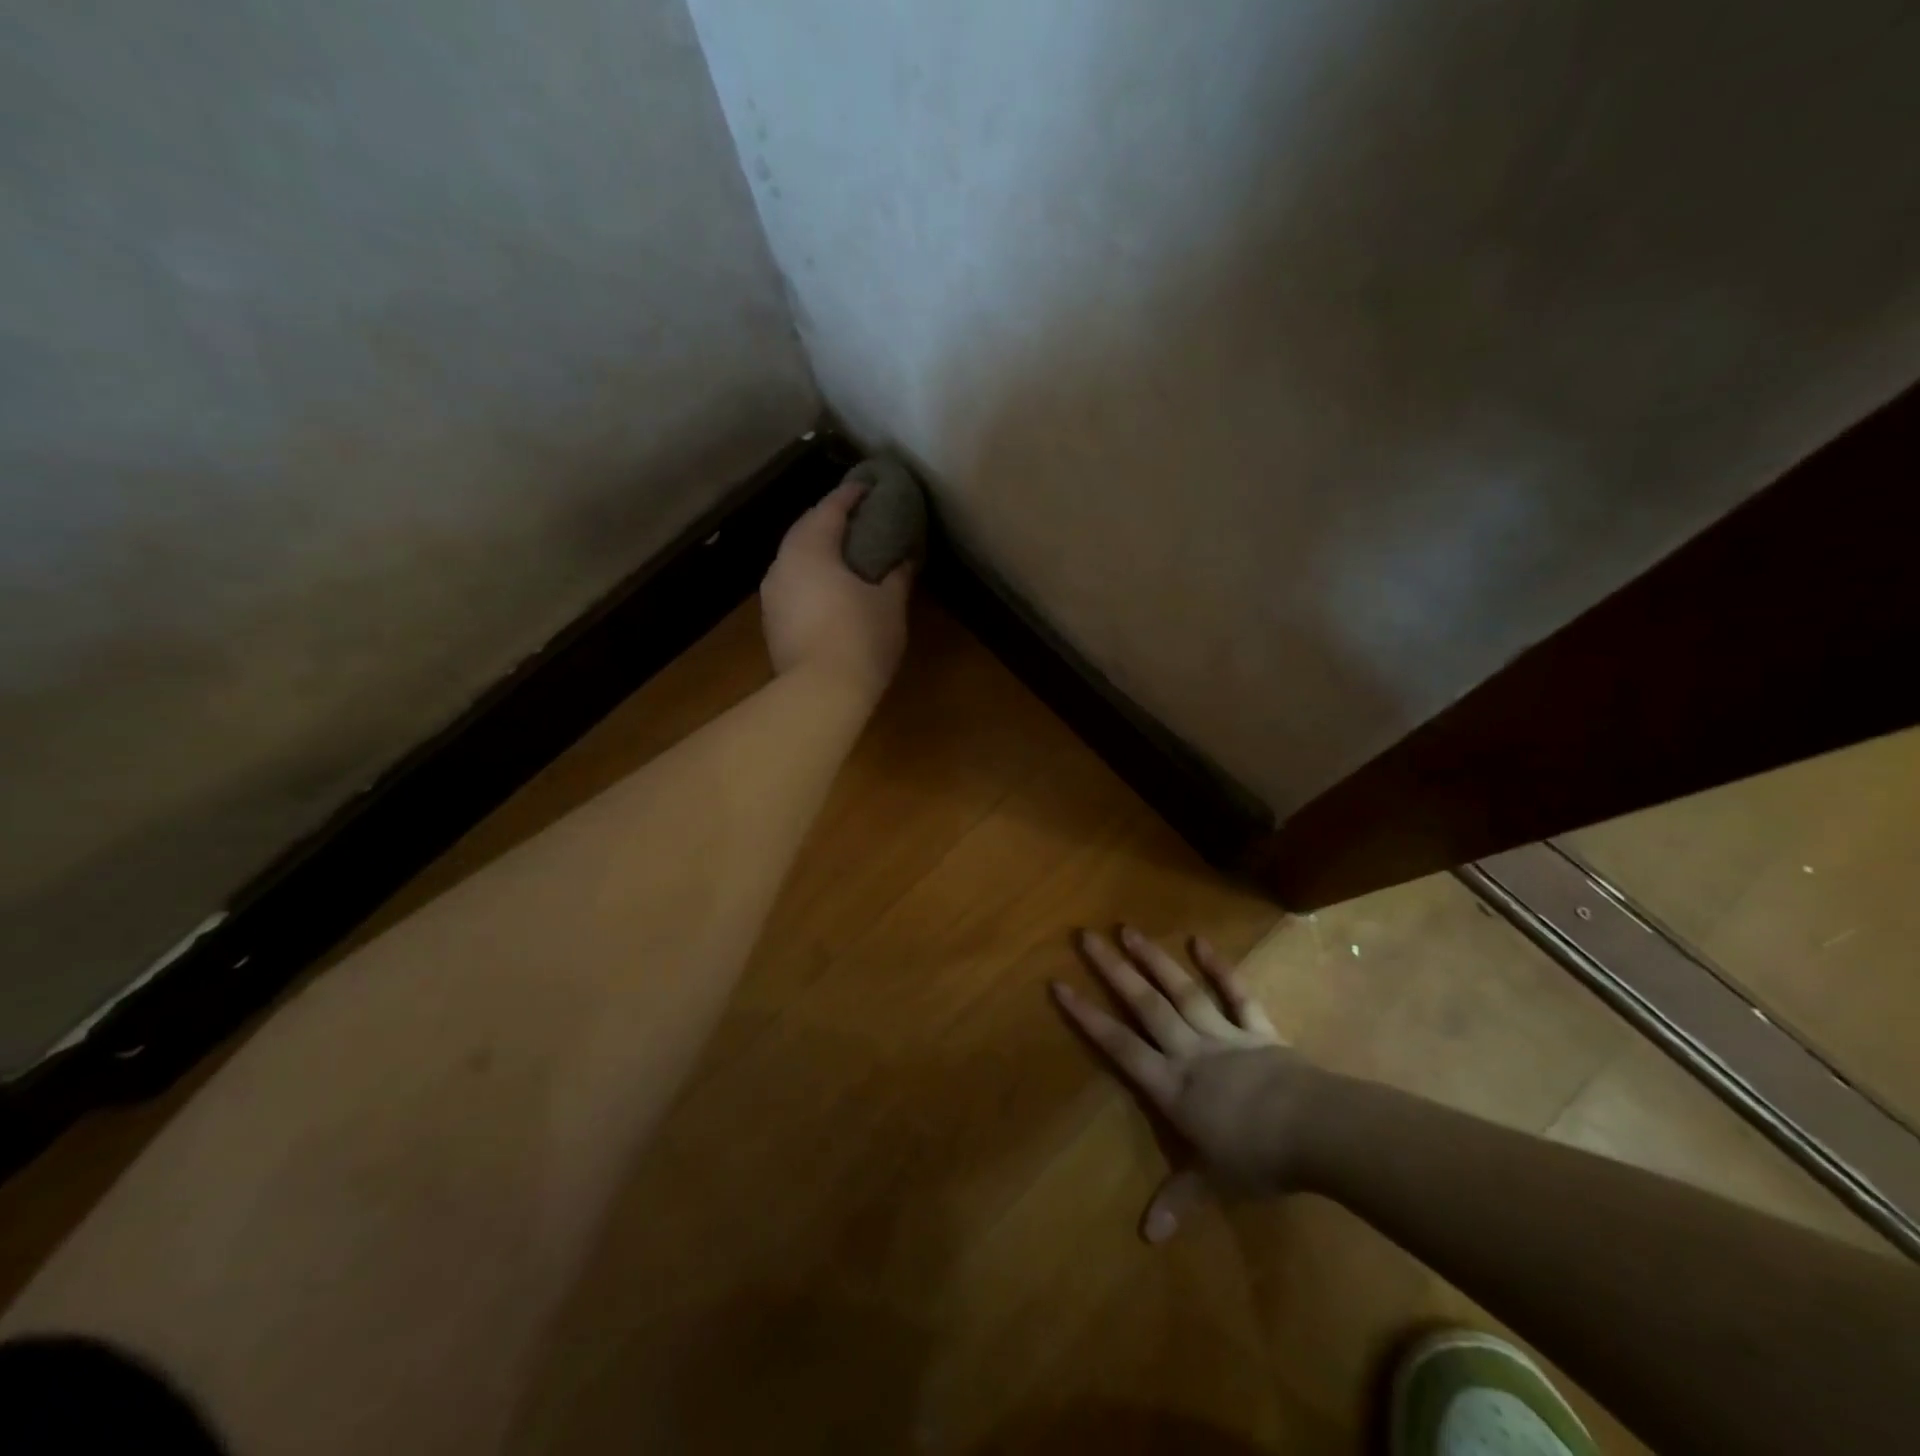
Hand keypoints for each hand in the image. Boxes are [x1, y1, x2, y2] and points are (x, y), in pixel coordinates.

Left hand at [761, 481, 911, 699]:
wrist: (819, 693)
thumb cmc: (860, 638)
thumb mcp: (890, 604)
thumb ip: (897, 575)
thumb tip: (904, 558)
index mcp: (811, 549)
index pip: (831, 508)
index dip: (852, 494)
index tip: (870, 486)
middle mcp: (783, 564)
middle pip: (806, 529)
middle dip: (830, 519)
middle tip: (857, 517)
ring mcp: (772, 594)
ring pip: (794, 558)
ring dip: (817, 549)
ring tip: (843, 552)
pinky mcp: (771, 622)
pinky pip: (792, 584)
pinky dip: (810, 576)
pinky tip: (828, 587)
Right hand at [1051, 927, 1322, 1242]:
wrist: (1316, 1131)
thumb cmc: (1258, 1158)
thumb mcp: (1214, 1183)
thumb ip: (1178, 1198)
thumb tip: (1147, 1236)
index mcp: (1172, 1086)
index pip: (1120, 1046)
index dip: (1088, 1016)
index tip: (1060, 985)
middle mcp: (1189, 1051)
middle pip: (1144, 1005)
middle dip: (1112, 970)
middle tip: (1086, 936)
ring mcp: (1223, 1034)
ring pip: (1181, 991)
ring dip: (1154, 959)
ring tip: (1128, 928)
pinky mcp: (1256, 1027)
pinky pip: (1235, 993)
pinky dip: (1219, 967)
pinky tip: (1199, 940)